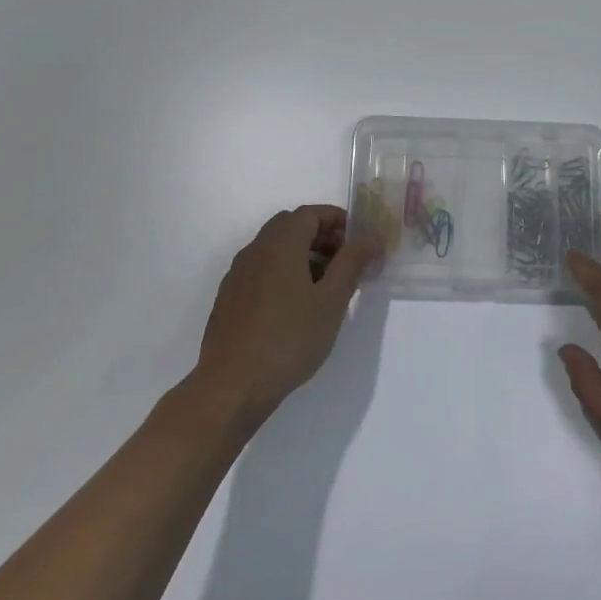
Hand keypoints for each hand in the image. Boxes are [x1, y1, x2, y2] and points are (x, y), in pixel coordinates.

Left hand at [193, 205, 380, 423]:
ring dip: (302, 255)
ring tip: (325, 287)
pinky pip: (261, 270)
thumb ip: (352, 262)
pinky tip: (295, 307)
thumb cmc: (289, 339)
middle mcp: (255, 251)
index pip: (310, 213)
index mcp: (280, 244)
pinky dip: (283, 272)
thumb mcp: (332, 300)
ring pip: (274, 249)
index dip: (337, 220)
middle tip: (345, 261)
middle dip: (321, 236)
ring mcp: (238, 275)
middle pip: (290, 226)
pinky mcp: (229, 299)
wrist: (232, 386)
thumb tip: (371, 236)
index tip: (358, 241)